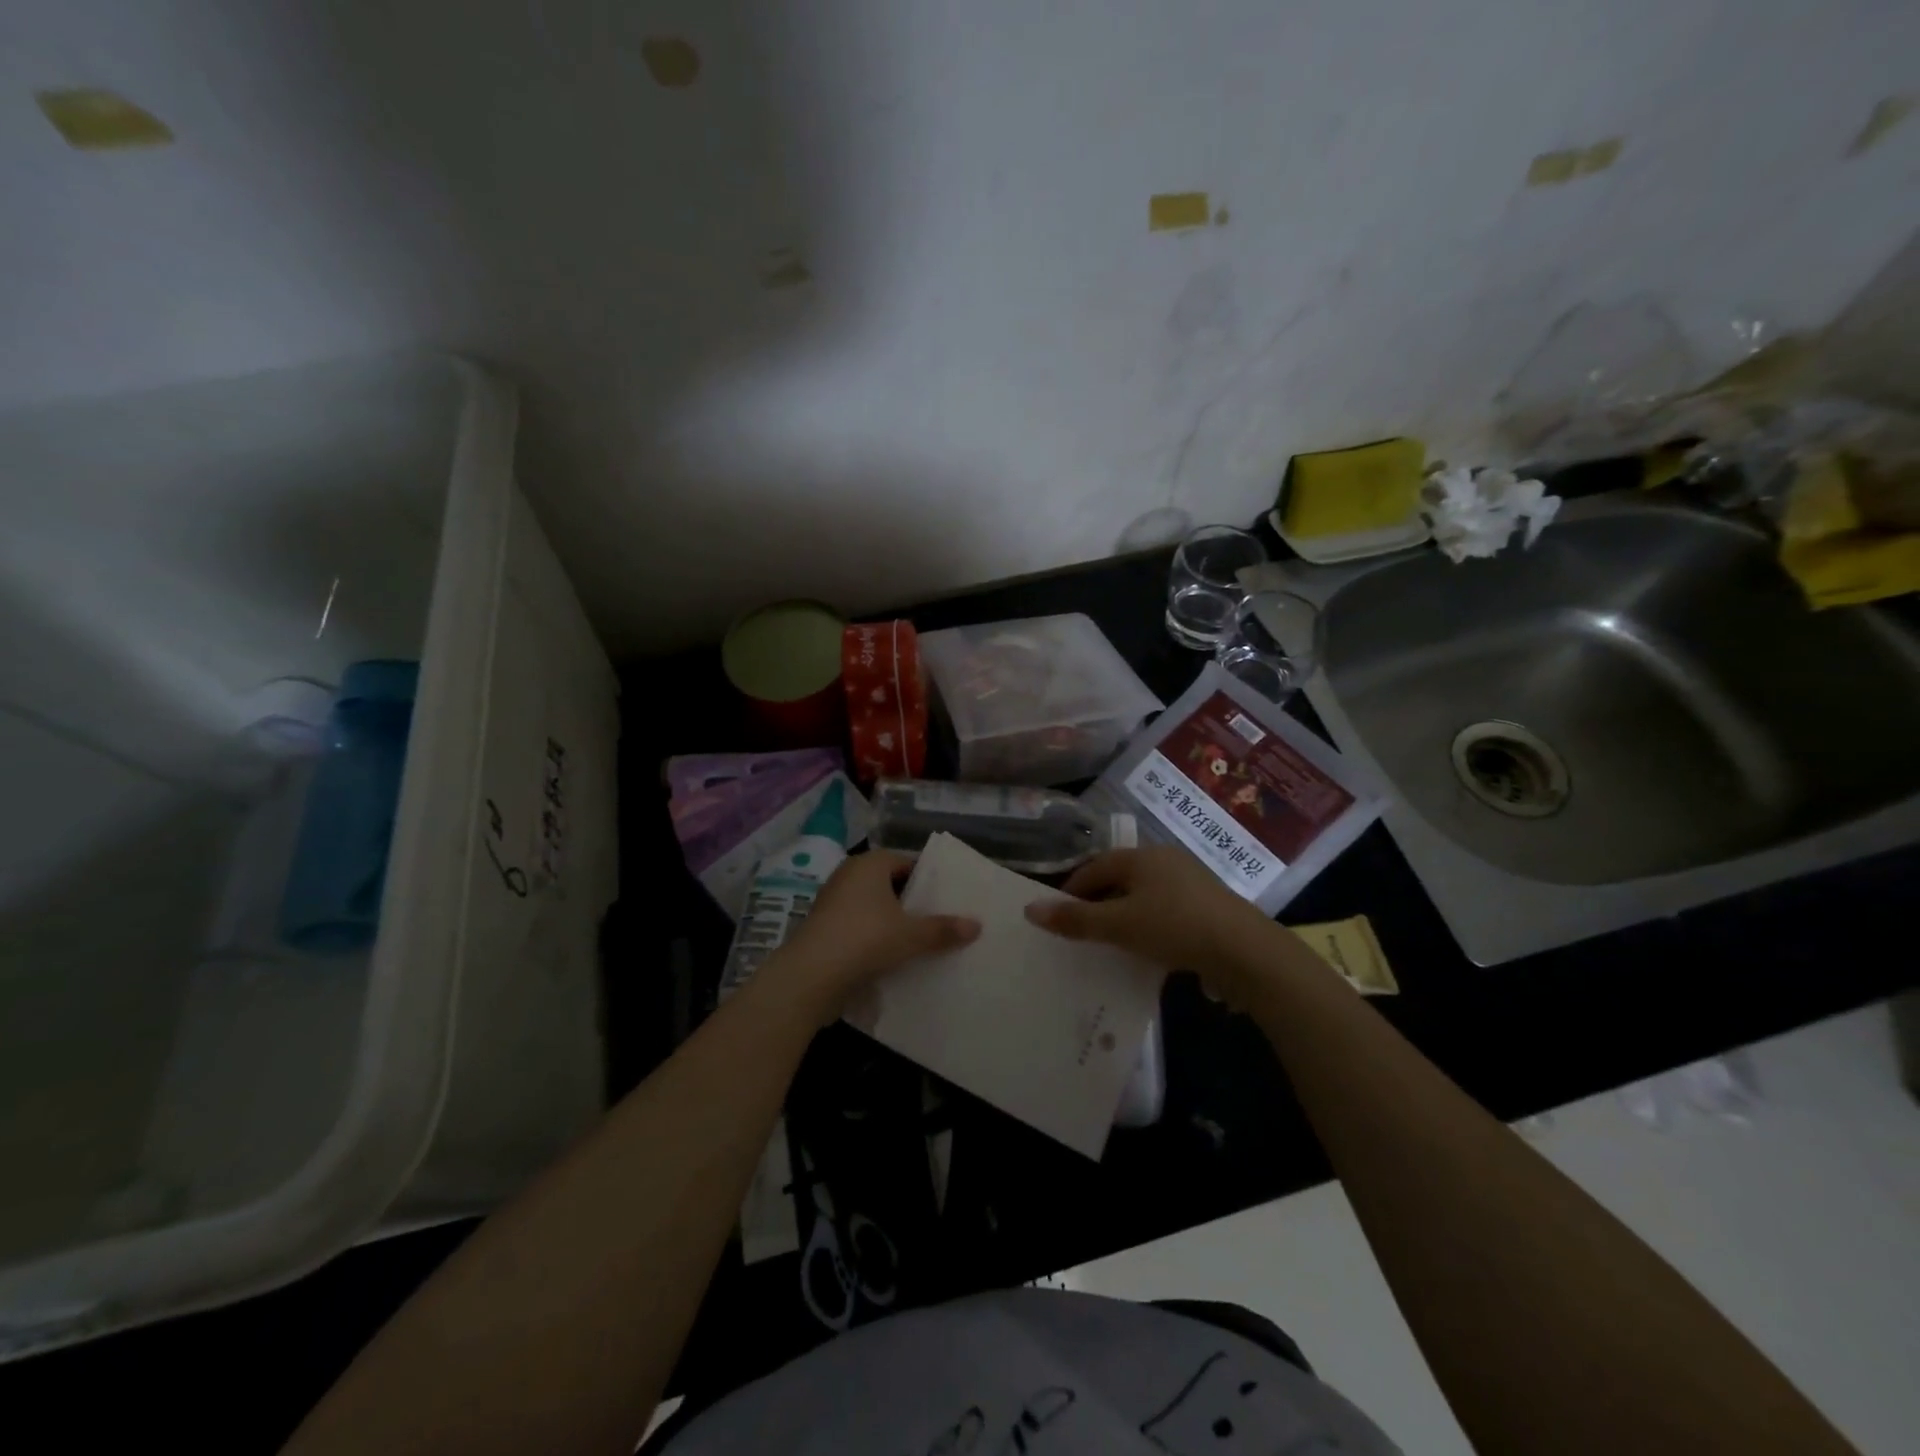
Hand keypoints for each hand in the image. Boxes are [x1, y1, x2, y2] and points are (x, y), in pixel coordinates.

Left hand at [766, 851, 979, 1016]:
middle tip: (939, 920)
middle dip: (911, 902)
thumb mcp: (911, 935)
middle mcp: (849, 875)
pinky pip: (857, 927)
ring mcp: (832, 902)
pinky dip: (873, 938)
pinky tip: (892, 958)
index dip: (928, 879)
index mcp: (870, 864)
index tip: (948, 898)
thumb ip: (944, 929)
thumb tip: (977, 925)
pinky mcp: (823, 929)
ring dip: (892, 922)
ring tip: (920, 941)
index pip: (906, 862)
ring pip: (873, 908)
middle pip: (890, 885)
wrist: (810, 976)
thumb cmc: (865, 939)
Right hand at [1024, 846, 1282, 1001]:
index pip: (1094, 867)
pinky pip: (1166, 910)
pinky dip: (1149, 925)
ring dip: (1124, 915)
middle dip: (1098, 902)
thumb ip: (1075, 919)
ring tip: (1111, 942)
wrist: (1245, 951)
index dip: (1072, 889)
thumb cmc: (1175, 927)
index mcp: (1141, 857)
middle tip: (1081, 931)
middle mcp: (1165, 860)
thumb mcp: (1119, 925)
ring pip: (1144, 895)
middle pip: (1120, 878)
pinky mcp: (1209, 906)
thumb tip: (1029, 909)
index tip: (1058, 916)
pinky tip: (1148, 949)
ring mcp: (1191, 882)